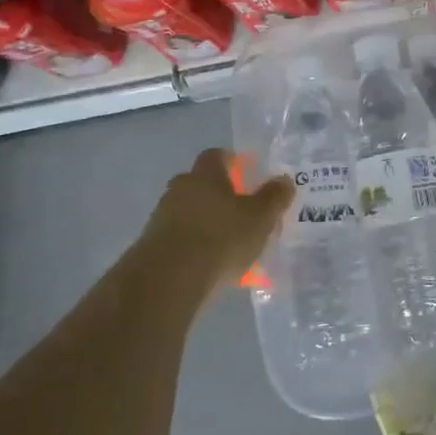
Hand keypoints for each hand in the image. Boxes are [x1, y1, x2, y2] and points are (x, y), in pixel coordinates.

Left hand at [135, 148, 294, 293]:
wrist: (169, 279)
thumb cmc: (222, 238)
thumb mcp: (260, 217)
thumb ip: (274, 197)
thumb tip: (283, 179)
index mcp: (205, 174)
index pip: (216, 155)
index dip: (231, 161)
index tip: (244, 172)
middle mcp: (180, 188)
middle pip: (200, 183)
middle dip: (218, 194)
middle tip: (240, 210)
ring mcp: (162, 217)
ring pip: (188, 212)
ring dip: (205, 222)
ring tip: (228, 244)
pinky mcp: (152, 246)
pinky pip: (179, 238)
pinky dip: (194, 246)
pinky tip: (210, 266)